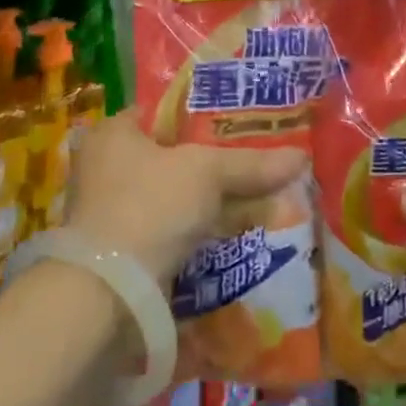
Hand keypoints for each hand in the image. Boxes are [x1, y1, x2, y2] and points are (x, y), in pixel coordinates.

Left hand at [66, 112, 306, 285]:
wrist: (108, 293)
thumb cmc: (150, 206)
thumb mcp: (207, 173)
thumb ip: (251, 164)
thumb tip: (301, 157)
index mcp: (113, 133)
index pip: (164, 113)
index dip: (203, 117)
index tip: (240, 125)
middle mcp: (103, 167)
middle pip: (170, 157)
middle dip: (210, 165)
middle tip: (252, 163)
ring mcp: (109, 212)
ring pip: (172, 197)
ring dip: (206, 203)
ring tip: (252, 200)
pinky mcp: (120, 251)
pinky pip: (168, 231)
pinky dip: (195, 232)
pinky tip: (229, 234)